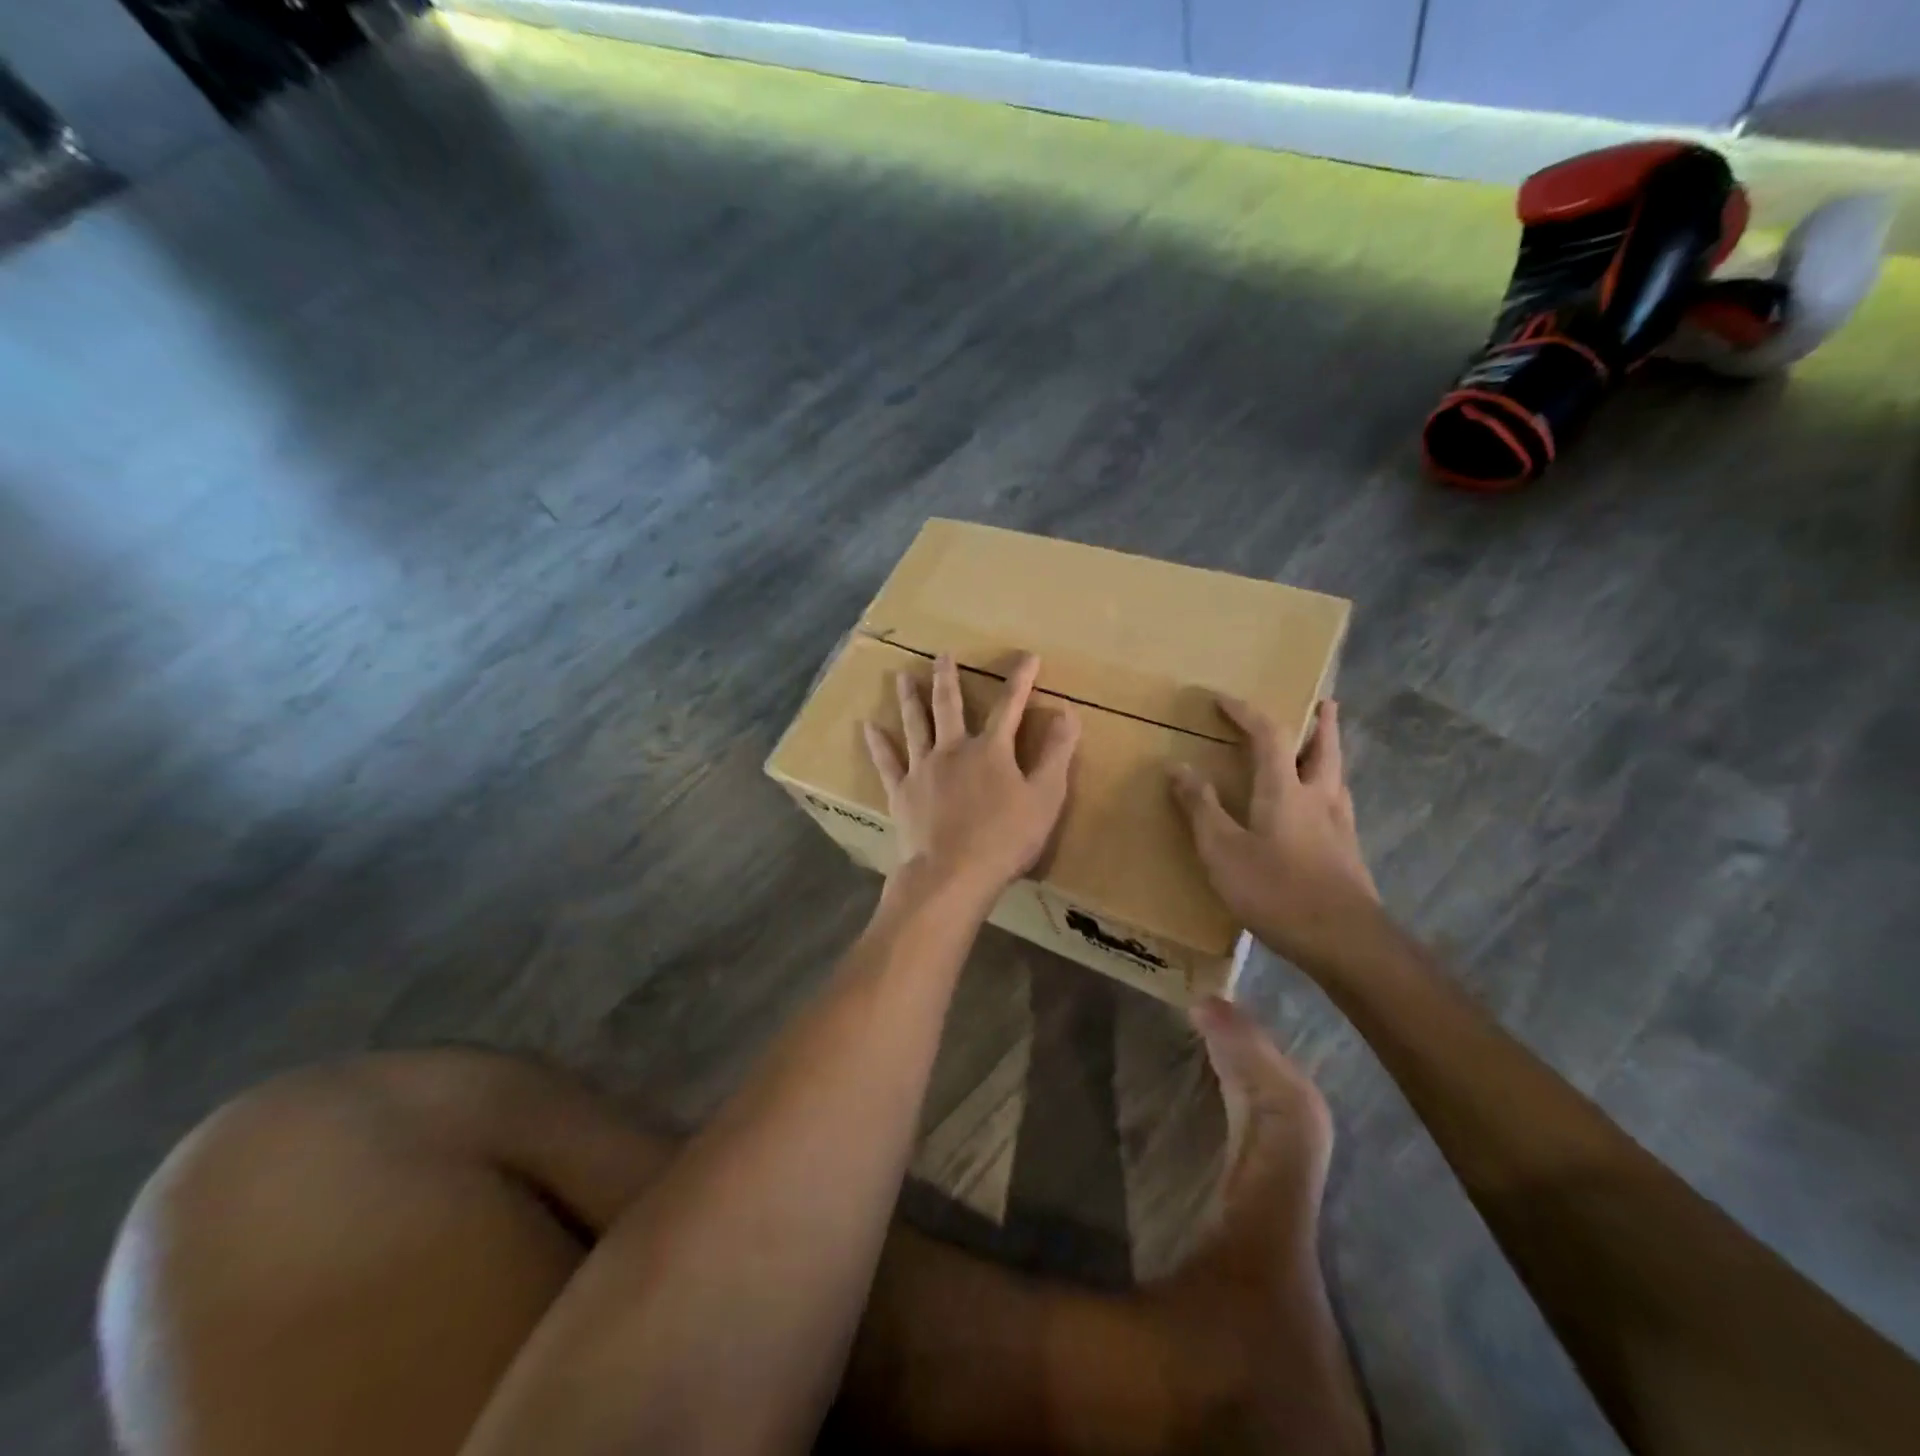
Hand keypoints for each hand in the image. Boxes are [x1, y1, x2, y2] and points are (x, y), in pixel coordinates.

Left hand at [864, 653, 1079, 906]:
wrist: (952, 874)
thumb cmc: (1005, 839)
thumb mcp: (1045, 797)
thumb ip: (1056, 754)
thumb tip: (1068, 712)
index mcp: (991, 750)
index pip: (1010, 705)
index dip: (1021, 680)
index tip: (1028, 656)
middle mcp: (953, 749)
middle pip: (949, 705)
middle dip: (948, 677)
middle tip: (942, 654)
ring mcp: (923, 769)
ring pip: (915, 724)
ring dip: (909, 698)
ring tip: (901, 675)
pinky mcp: (902, 792)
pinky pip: (887, 762)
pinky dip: (878, 743)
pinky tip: (867, 726)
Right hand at [1170, 697, 1379, 969]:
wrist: (1345, 941)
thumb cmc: (1276, 890)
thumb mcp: (1222, 851)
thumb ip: (1201, 808)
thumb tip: (1179, 767)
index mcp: (1284, 788)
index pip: (1268, 734)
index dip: (1245, 712)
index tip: (1222, 699)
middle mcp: (1318, 796)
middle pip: (1323, 747)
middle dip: (1320, 722)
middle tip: (1322, 702)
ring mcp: (1340, 825)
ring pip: (1337, 775)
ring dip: (1328, 753)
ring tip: (1321, 748)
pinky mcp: (1349, 852)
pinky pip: (1338, 804)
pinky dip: (1328, 788)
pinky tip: (1320, 810)